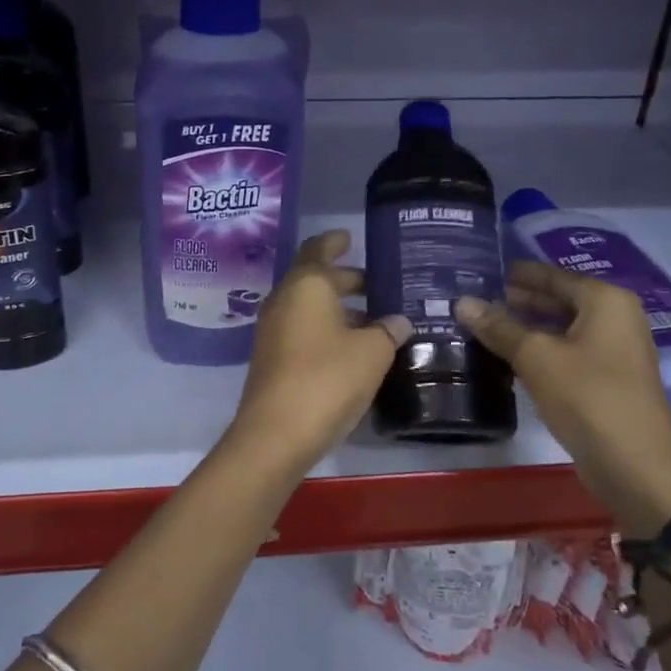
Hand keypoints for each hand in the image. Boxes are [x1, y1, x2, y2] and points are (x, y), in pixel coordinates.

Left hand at [226, 230, 412, 474]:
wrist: (276, 433)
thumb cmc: (327, 378)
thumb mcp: (372, 352)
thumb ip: (388, 330)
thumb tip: (398, 322)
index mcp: (306, 285)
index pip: (318, 249)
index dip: (335, 241)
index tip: (349, 237)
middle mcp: (284, 301)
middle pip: (315, 279)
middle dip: (346, 280)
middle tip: (379, 285)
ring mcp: (273, 331)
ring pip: (310, 308)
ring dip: (339, 309)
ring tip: (376, 320)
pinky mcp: (273, 359)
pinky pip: (303, 331)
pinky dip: (327, 330)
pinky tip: (354, 349)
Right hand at [455, 262, 670, 531]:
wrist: (635, 465)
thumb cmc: (588, 397)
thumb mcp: (536, 357)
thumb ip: (499, 327)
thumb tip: (462, 302)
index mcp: (605, 301)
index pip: (553, 275)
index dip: (518, 273)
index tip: (483, 271)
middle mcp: (616, 318)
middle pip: (559, 300)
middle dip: (519, 301)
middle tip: (476, 300)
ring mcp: (614, 351)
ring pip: (562, 328)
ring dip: (526, 327)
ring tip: (483, 326)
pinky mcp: (607, 380)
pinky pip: (567, 352)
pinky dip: (539, 350)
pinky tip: (508, 357)